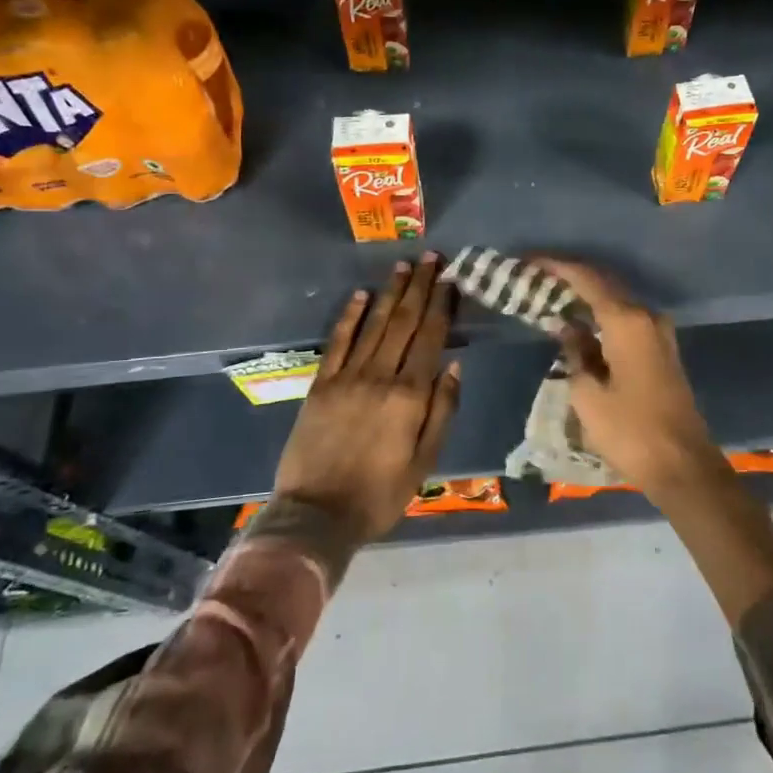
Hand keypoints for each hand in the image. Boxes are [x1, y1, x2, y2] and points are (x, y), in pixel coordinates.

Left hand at [273, 253, 462, 542]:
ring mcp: (347, 377)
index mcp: (410, 396)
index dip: (441, 306)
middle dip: (420, 288)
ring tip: (404, 266)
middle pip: (403, 322)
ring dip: (390, 293)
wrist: (317, 514)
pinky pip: (338, 342)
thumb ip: (442, 410)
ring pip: (374, 325)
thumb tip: (454, 364)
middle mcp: (380, 376)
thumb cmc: (380, 494)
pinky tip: (360, 294)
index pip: (430, 338)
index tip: (450, 279)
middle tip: (430, 257)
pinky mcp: (321, 384)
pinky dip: (350, 316)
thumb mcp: (425, 461)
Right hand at [537, 258, 772, 625]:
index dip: (556, 266)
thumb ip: (575, 352)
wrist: (683, 466)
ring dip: (587, 297)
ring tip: (553, 296)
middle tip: (537, 276)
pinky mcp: (662, 351)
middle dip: (571, 277)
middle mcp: (647, 317)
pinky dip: (602, 315)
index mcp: (627, 321)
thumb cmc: (630, 431)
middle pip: (604, 284)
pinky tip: (581, 323)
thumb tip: (568, 327)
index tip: (529, 260)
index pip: (586, 279)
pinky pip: (626, 320)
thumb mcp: (588, 394)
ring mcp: (659, 333)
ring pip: (617, 301)